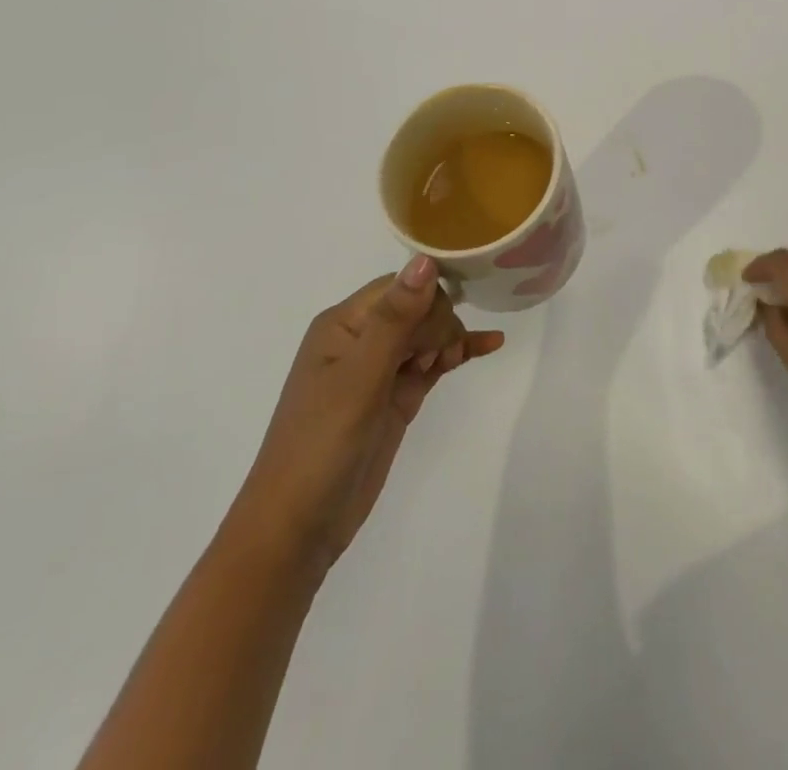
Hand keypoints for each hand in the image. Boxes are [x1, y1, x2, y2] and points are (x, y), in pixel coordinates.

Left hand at [227, 257, 504, 581]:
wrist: (298, 528)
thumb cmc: (321, 444)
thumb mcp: (359, 377)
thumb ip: (395, 318)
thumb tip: (427, 259)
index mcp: (343, 324)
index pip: (400, 287)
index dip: (427, 299)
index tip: (441, 329)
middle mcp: (361, 339)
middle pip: (418, 307)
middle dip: (438, 324)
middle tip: (434, 360)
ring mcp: (380, 370)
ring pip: (428, 333)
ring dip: (450, 338)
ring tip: (452, 361)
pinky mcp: (396, 397)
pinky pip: (433, 363)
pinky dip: (457, 354)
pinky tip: (490, 345)